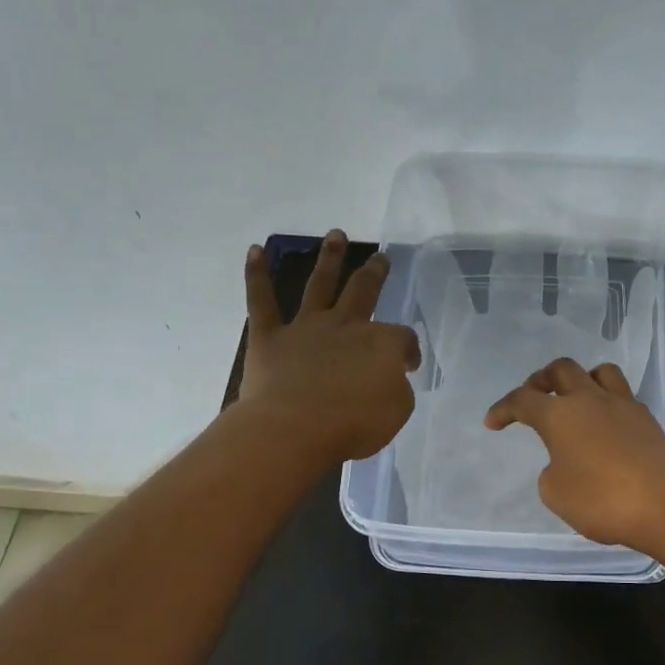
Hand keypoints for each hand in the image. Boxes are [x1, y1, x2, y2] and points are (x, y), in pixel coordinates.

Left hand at [240, 230, 421, 462]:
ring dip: (329, 258)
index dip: (409, 350)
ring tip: (335, 235)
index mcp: (381, 343)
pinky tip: (255, 251)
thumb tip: (391, 376)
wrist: (294, 429)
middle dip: (374, 273)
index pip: (403, 338)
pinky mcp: (269, 337)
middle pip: (364, 291)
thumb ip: (397, 388)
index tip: (408, 366)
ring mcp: (306, 327)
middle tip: (380, 257)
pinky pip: (261, 300)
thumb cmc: (353, 424)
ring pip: (320, 284)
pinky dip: (257, 274)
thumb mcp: (396, 411)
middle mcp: (345, 325)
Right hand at [484, 357, 664, 554]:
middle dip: (542, 379)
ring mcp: (625, 407)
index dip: (504, 408)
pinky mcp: (650, 423)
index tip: (493, 422)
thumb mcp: (557, 494)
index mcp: (560, 414)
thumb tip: (565, 462)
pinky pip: (623, 398)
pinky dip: (607, 404)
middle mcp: (591, 400)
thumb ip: (552, 472)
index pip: (523, 400)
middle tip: (534, 396)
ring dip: (581, 379)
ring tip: (575, 399)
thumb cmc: (603, 500)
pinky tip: (606, 428)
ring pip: (600, 372)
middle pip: (562, 370)